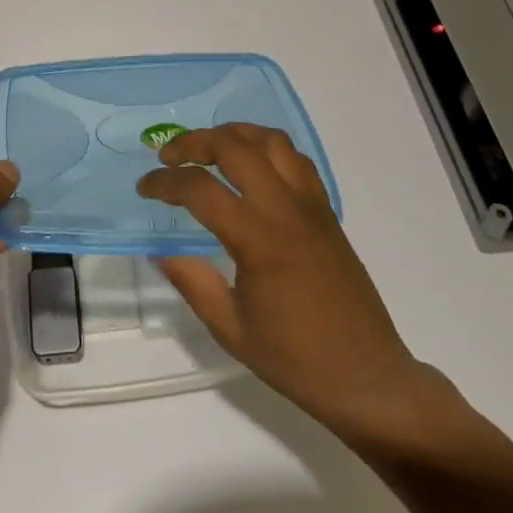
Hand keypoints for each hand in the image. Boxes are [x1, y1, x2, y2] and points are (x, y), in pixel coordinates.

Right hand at [138, 124, 451, 452]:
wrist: (367, 378)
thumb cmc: (295, 359)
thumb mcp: (231, 329)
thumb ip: (192, 282)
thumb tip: (158, 250)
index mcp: (258, 239)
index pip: (200, 189)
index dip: (164, 182)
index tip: (144, 188)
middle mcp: (284, 209)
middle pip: (234, 146)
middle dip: (193, 142)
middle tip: (169, 157)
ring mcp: (310, 205)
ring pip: (270, 141)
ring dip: (233, 135)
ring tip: (209, 149)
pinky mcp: (326, 210)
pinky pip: (296, 159)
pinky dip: (267, 148)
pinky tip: (251, 165)